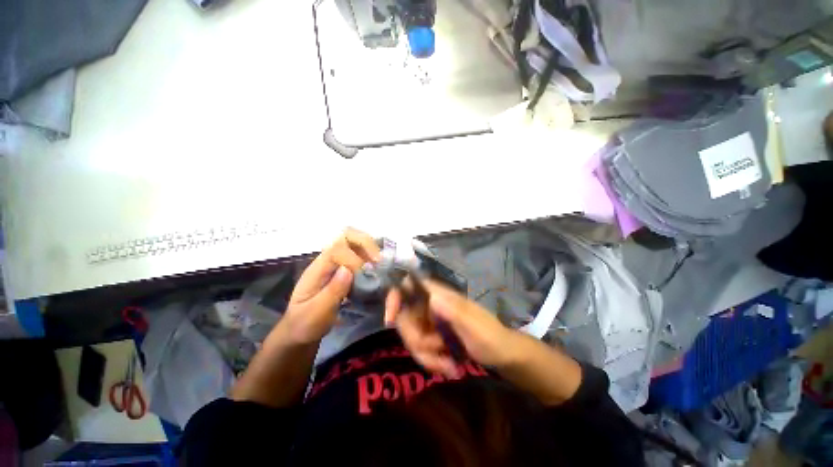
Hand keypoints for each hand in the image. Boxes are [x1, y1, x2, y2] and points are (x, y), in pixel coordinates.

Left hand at [281, 228, 380, 343]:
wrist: (298, 332)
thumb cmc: (305, 324)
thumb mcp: (317, 313)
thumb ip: (332, 291)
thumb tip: (349, 270)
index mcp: (318, 268)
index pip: (338, 248)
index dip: (355, 258)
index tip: (365, 276)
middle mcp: (327, 260)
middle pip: (347, 236)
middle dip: (366, 244)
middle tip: (379, 261)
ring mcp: (335, 264)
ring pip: (355, 243)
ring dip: (370, 250)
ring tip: (380, 265)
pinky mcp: (341, 270)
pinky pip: (358, 255)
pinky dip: (369, 258)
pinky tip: (375, 271)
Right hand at [385, 280, 519, 376]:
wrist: (503, 356)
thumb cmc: (491, 338)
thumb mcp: (475, 327)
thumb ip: (454, 311)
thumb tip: (432, 297)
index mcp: (441, 296)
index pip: (410, 285)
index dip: (395, 297)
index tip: (390, 320)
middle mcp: (432, 306)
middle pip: (405, 318)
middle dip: (417, 342)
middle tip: (437, 352)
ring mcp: (432, 322)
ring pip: (412, 337)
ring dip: (427, 356)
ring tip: (449, 366)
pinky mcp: (434, 337)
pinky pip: (420, 349)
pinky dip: (431, 361)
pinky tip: (449, 367)